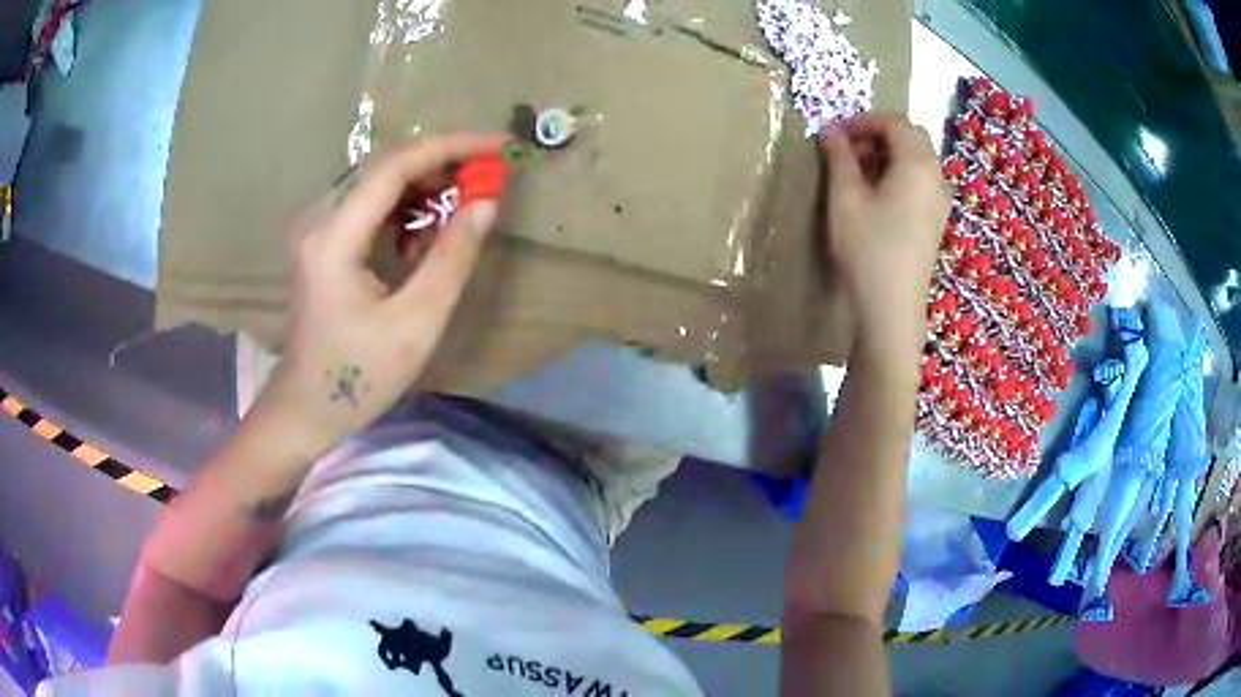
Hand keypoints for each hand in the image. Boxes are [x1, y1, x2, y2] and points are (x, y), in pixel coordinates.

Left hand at [249, 133, 507, 457]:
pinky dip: (403, 209)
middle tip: (486, 176)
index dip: (449, 148)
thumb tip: (487, 203)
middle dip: (440, 164)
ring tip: (463, 204)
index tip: (497, 147)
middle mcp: (319, 220)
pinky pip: (368, 207)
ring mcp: (317, 230)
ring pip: (377, 183)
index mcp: (334, 237)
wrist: (305, 408)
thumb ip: (452, 258)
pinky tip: (424, 234)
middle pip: (384, 167)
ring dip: (423, 186)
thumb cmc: (358, 376)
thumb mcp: (415, 323)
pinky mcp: (322, 243)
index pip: (394, 167)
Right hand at [820, 114, 949, 361]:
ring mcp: (940, 200)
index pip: (894, 122)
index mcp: (917, 163)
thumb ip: (839, 157)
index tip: (835, 133)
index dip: (863, 120)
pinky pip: (921, 180)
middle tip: (847, 151)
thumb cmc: (867, 248)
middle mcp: (936, 176)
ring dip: (888, 154)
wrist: (892, 308)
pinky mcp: (936, 219)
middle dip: (878, 135)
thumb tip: (830, 129)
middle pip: (911, 137)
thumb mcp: (845, 198)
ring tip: (858, 173)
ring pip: (917, 158)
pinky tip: (878, 195)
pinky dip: (900, 173)